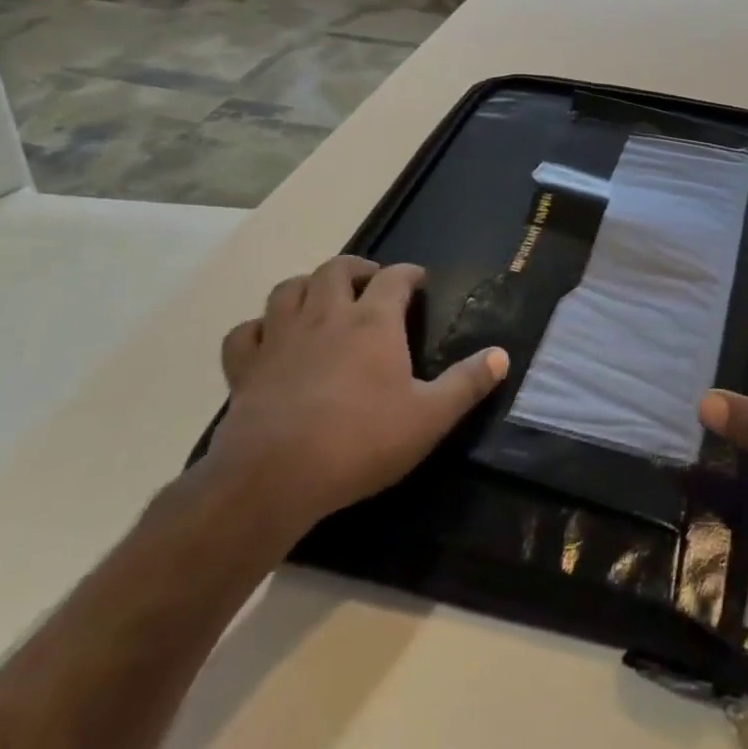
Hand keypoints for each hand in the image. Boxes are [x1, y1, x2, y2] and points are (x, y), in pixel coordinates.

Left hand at [207, 256, 507, 537]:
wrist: (271, 479)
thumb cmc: (359, 442)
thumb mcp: (428, 418)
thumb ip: (466, 384)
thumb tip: (502, 356)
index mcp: (373, 322)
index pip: (395, 277)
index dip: (409, 273)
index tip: (419, 282)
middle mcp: (326, 316)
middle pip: (337, 268)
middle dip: (357, 268)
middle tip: (370, 284)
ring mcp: (280, 338)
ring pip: (288, 289)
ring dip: (307, 286)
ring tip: (321, 300)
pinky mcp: (245, 368)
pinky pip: (245, 332)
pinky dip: (258, 328)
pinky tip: (269, 340)